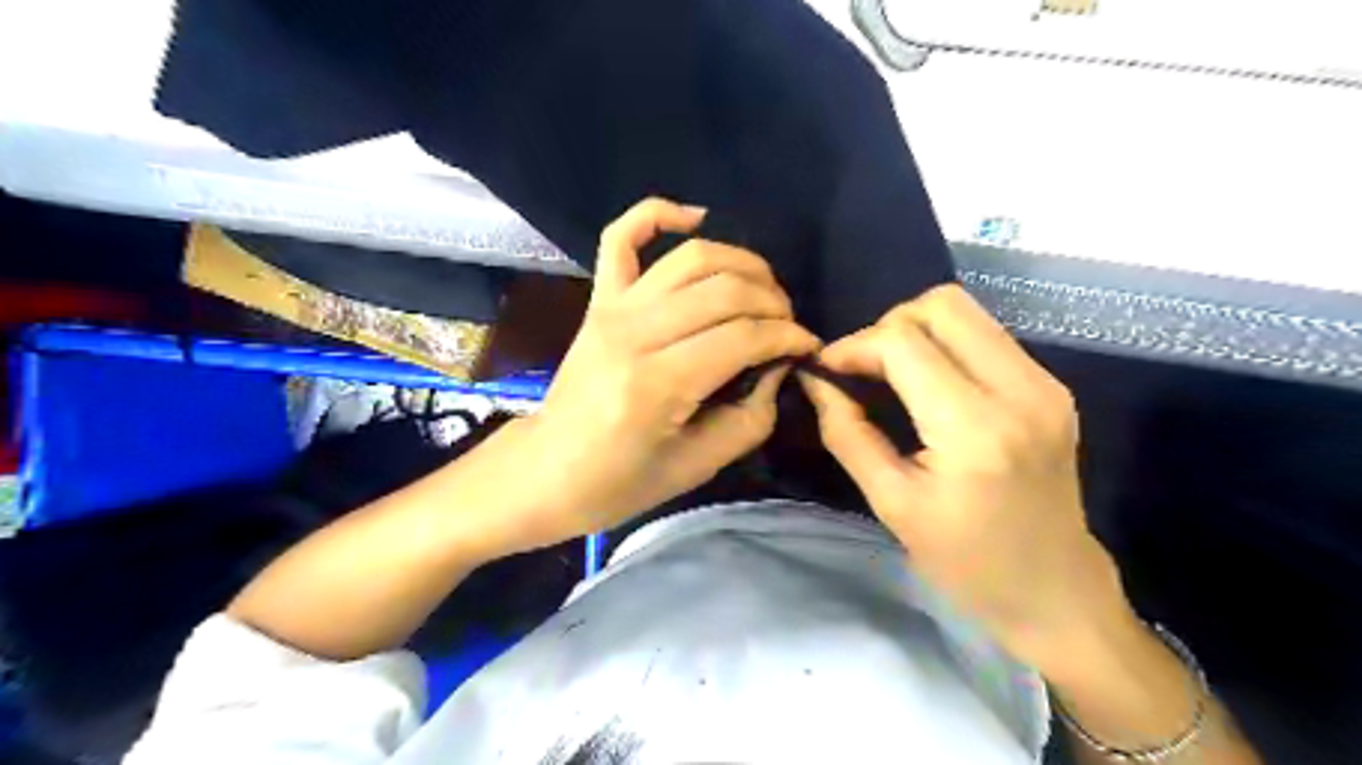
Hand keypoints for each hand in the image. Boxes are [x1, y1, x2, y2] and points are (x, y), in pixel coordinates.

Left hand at [499, 198, 824, 550]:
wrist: (546, 471)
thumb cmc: (619, 482)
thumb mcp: (697, 466)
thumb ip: (750, 416)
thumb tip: (779, 367)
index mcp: (658, 385)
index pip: (743, 337)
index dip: (788, 337)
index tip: (808, 347)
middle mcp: (635, 333)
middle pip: (724, 290)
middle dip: (773, 301)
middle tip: (787, 325)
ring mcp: (612, 308)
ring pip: (691, 258)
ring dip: (741, 263)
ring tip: (763, 289)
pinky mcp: (599, 300)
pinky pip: (622, 236)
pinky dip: (658, 213)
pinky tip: (696, 217)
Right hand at [801, 282, 1129, 669]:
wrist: (1055, 592)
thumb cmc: (966, 562)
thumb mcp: (891, 503)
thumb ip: (846, 433)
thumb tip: (815, 381)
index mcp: (974, 429)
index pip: (902, 342)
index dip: (854, 346)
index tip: (829, 372)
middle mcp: (1019, 390)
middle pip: (940, 305)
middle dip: (887, 326)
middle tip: (864, 370)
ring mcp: (1044, 383)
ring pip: (966, 311)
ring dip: (917, 331)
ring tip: (892, 374)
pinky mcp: (1052, 386)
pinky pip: (986, 335)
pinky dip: (945, 345)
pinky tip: (930, 385)